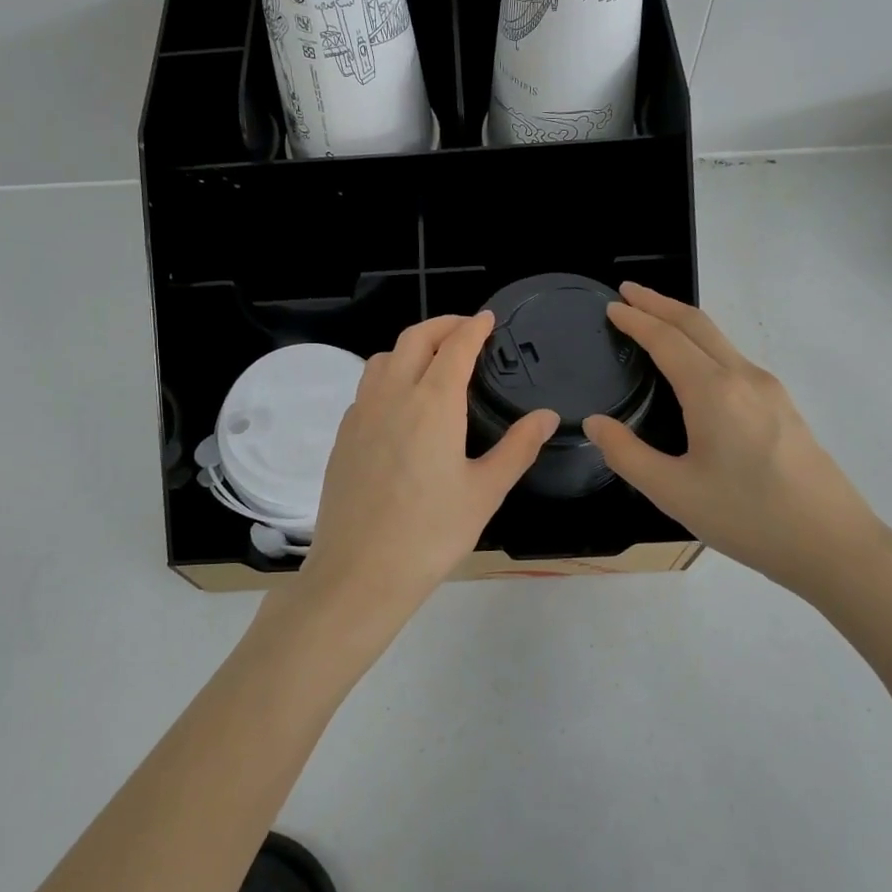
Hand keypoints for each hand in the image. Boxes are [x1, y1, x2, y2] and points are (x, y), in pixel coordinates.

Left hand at [296, 313, 556, 645]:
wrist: (360, 571)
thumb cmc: (431, 534)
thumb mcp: (485, 491)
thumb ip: (518, 448)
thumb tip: (547, 416)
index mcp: (432, 403)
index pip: (455, 347)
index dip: (473, 328)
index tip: (487, 319)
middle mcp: (392, 396)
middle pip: (414, 339)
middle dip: (442, 325)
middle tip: (465, 330)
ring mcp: (361, 414)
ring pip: (384, 358)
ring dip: (411, 347)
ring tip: (433, 361)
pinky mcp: (344, 435)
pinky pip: (367, 387)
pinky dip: (389, 375)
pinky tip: (401, 403)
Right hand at [582, 284, 891, 599]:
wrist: (832, 544)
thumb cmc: (747, 518)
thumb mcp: (673, 492)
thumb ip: (626, 454)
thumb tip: (595, 423)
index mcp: (714, 392)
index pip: (666, 339)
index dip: (636, 320)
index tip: (611, 306)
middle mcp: (744, 378)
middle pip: (697, 325)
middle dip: (660, 304)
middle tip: (628, 293)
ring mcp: (770, 390)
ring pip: (719, 340)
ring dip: (683, 323)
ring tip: (654, 322)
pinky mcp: (783, 406)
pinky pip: (734, 359)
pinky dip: (703, 346)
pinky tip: (693, 366)